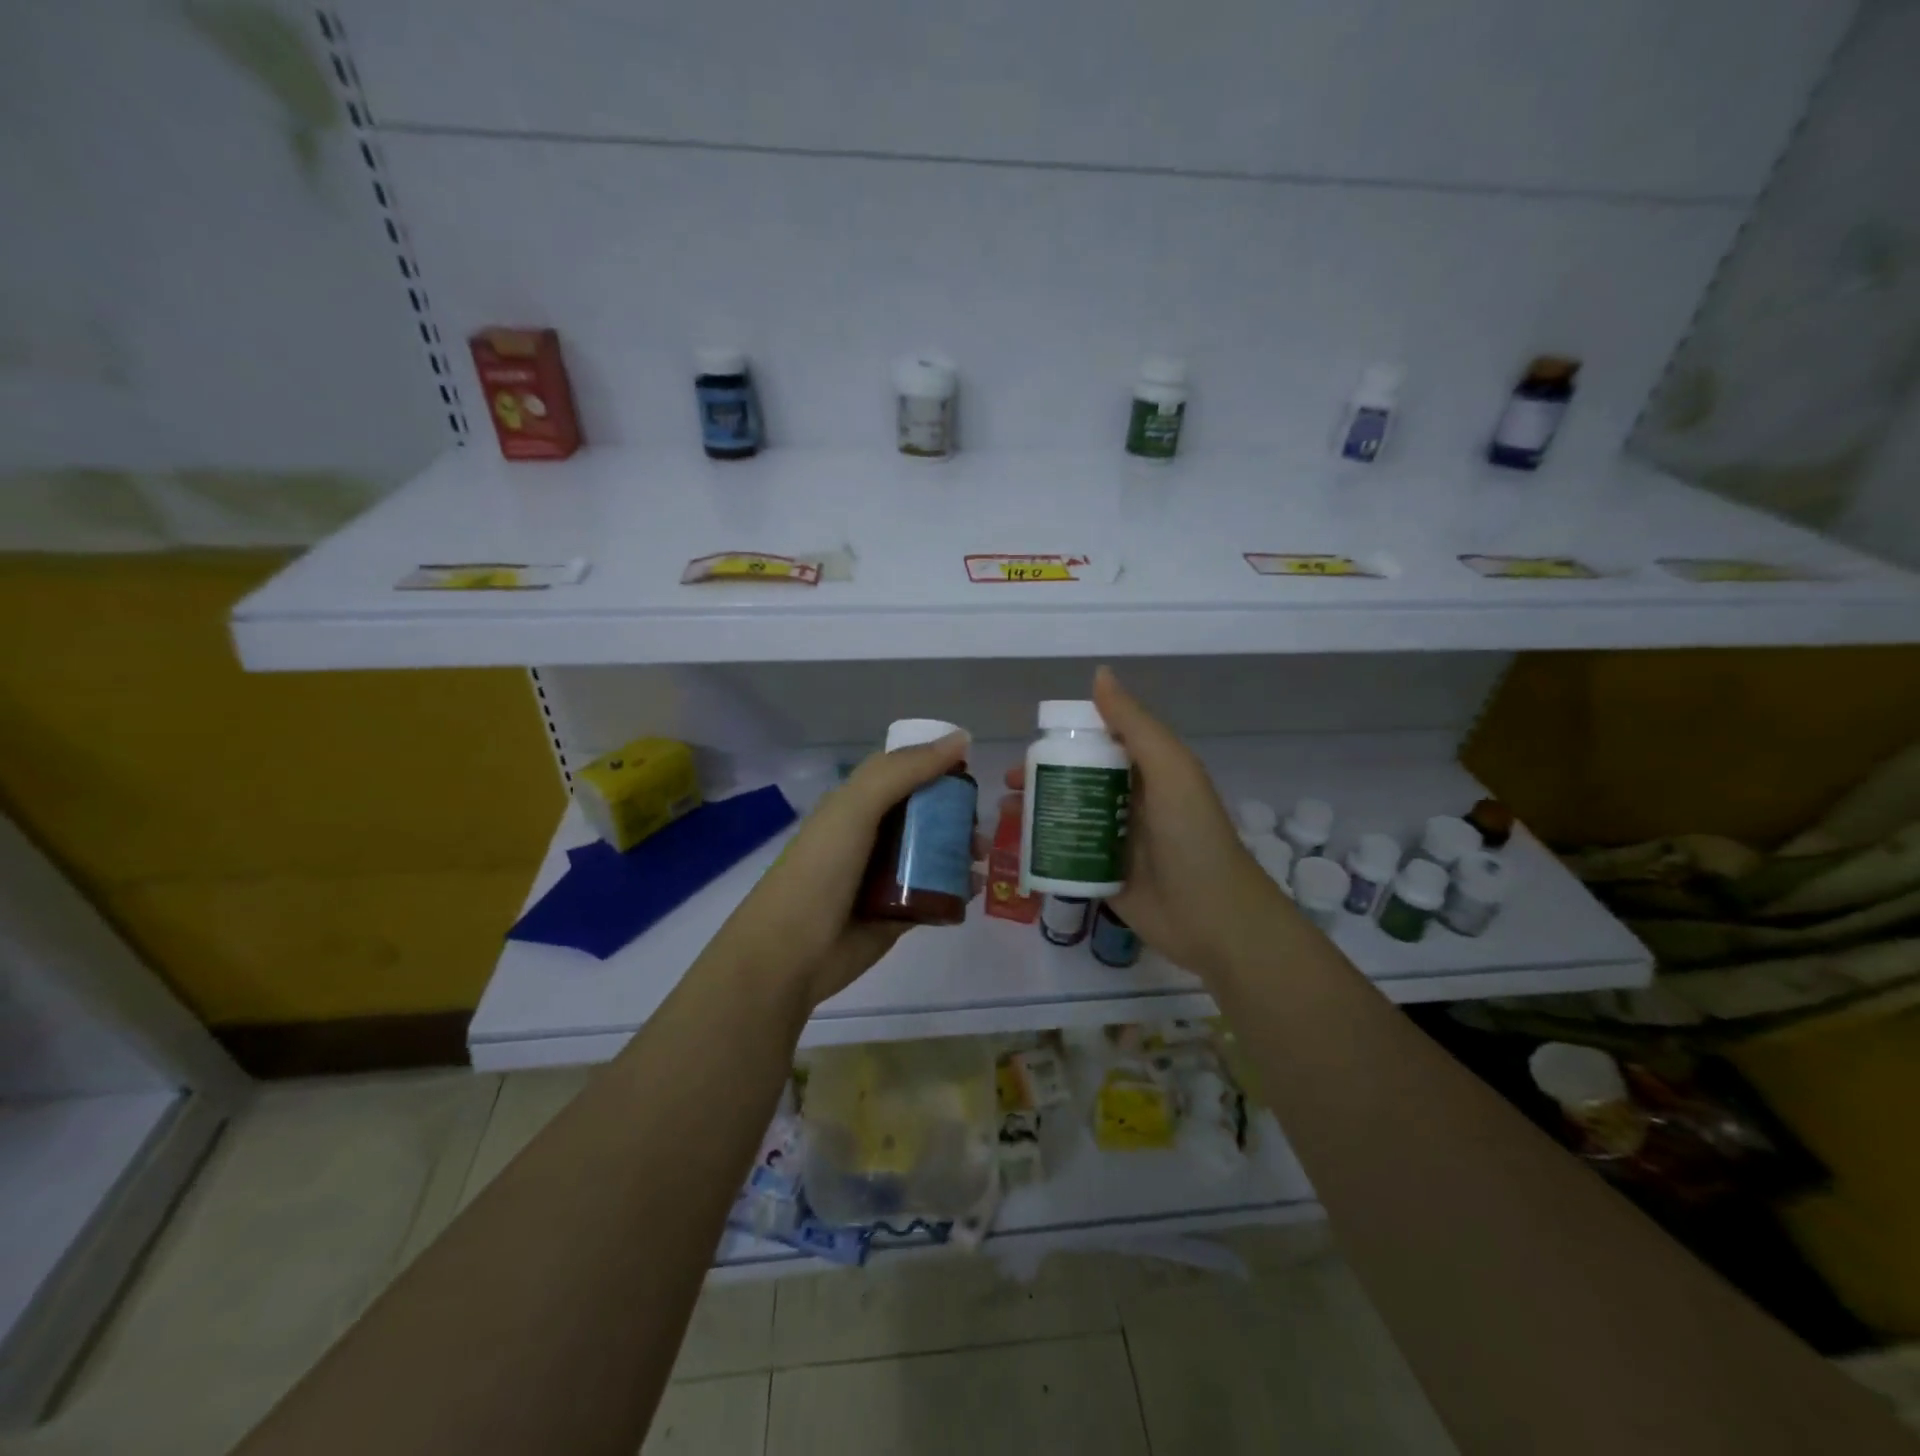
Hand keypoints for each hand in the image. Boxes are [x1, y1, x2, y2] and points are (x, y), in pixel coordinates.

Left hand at [711, 731, 980, 1012]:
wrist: (791, 952)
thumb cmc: (821, 869)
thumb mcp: (857, 807)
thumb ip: (906, 770)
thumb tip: (961, 738)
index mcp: (858, 804)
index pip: (904, 773)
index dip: (936, 765)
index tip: (971, 768)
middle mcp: (873, 835)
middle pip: (926, 814)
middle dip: (957, 813)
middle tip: (981, 824)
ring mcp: (886, 876)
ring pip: (935, 853)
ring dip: (962, 850)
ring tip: (981, 857)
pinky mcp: (899, 913)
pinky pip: (937, 893)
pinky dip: (958, 888)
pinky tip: (976, 888)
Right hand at [1011, 667, 1295, 980]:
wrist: (1213, 917)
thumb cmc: (1191, 835)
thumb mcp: (1170, 769)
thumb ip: (1134, 724)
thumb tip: (1099, 673)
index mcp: (1146, 771)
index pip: (1098, 744)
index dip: (1063, 740)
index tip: (1030, 745)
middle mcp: (1128, 801)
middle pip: (1075, 780)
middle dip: (1039, 777)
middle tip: (1009, 784)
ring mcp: (1114, 840)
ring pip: (1066, 816)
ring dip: (1035, 811)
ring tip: (1004, 813)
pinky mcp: (1102, 875)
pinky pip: (1065, 854)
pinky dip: (1040, 847)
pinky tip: (1014, 847)